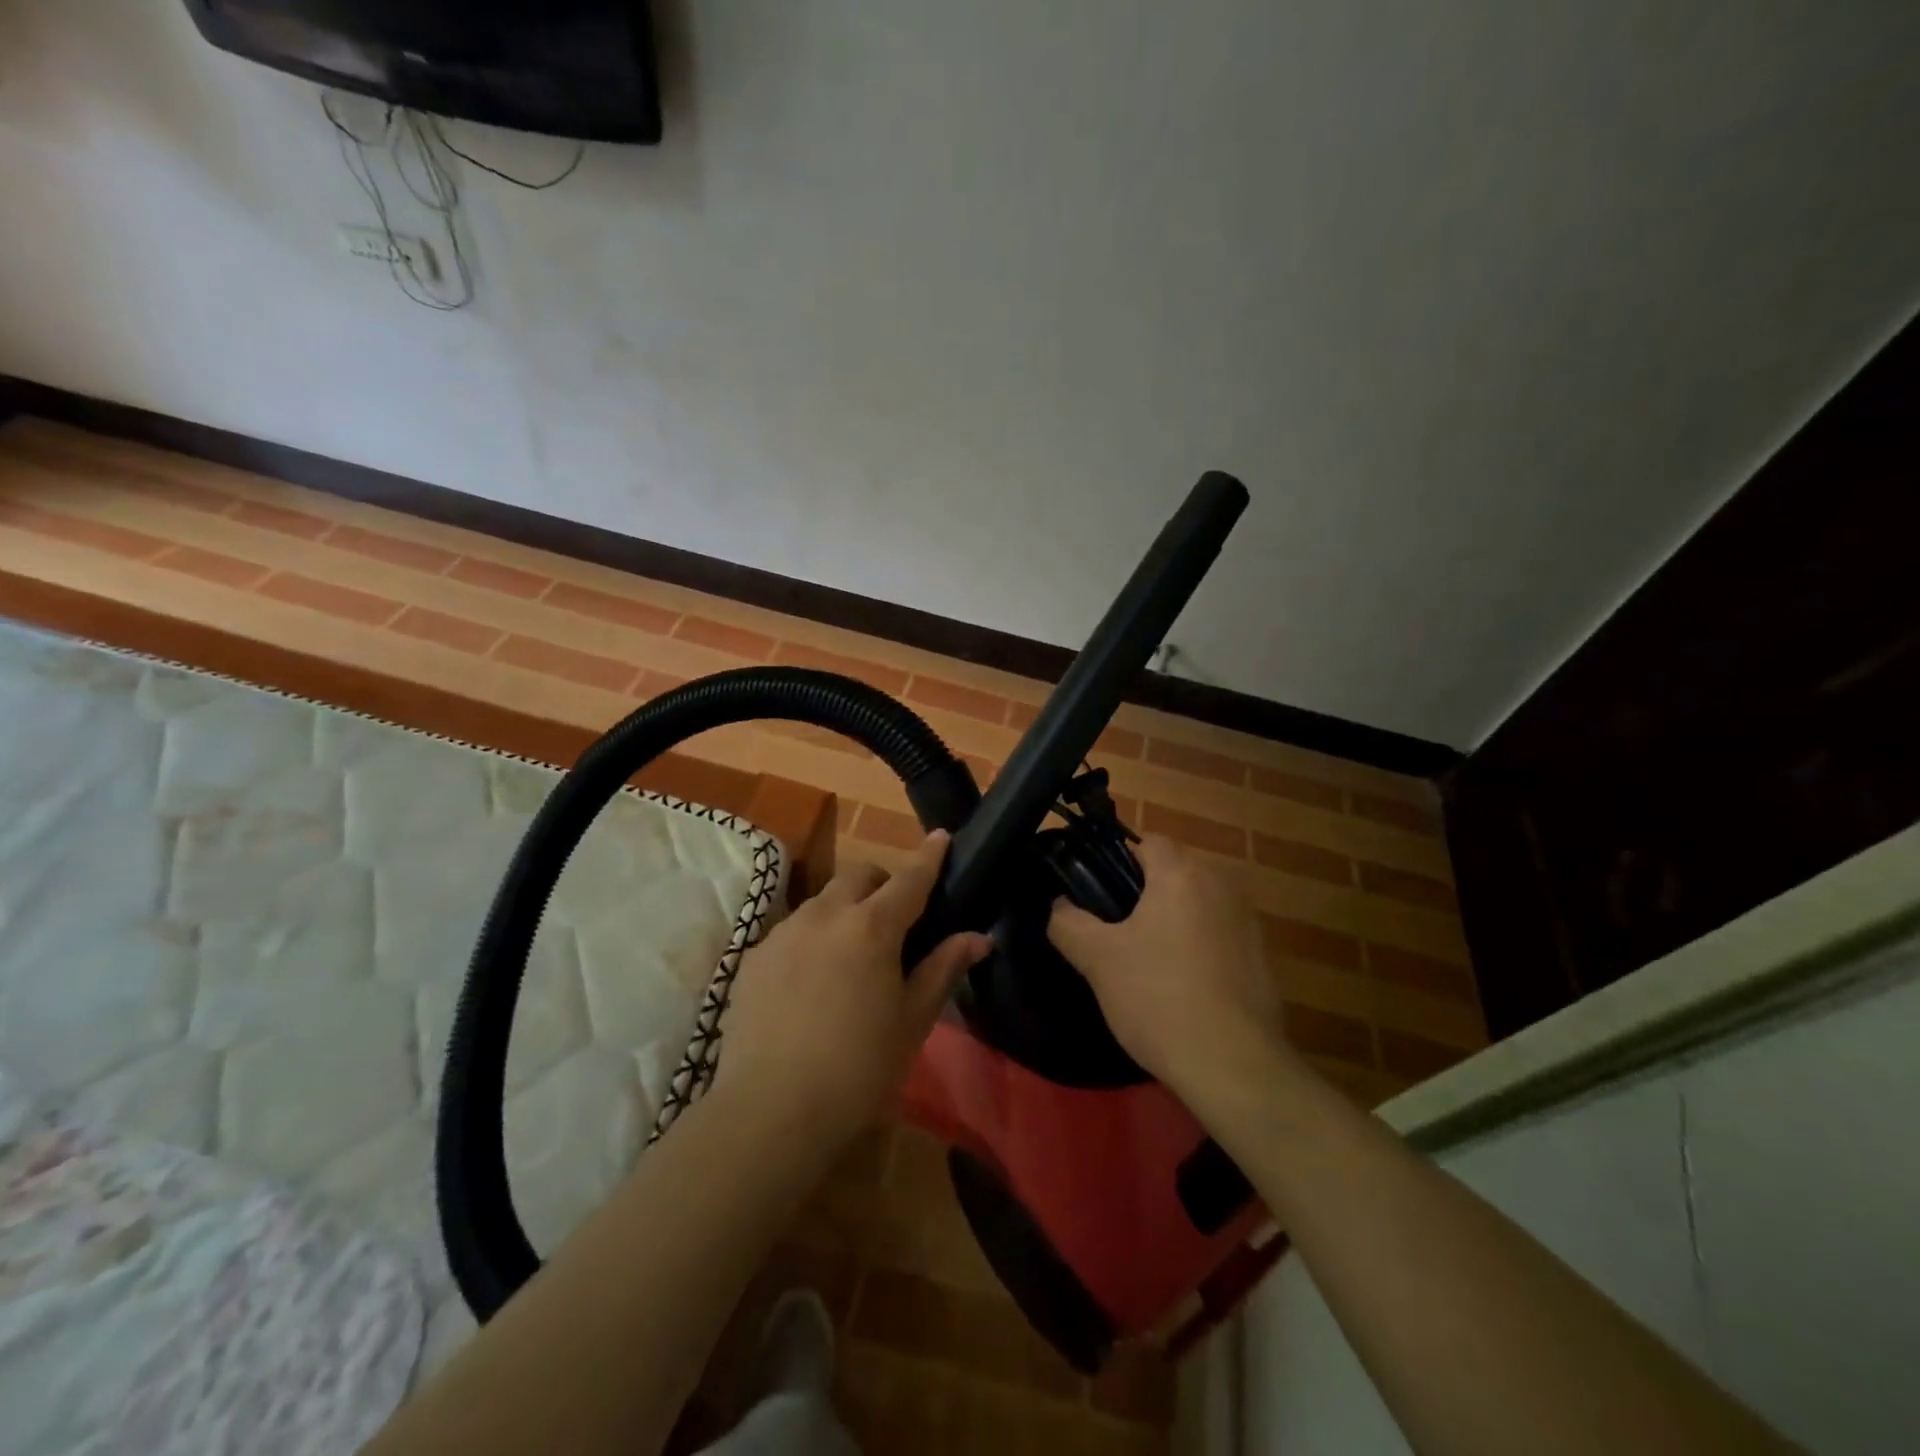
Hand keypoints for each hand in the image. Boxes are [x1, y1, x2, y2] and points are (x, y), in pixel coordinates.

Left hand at [717, 830, 992, 1148]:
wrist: (772, 1112)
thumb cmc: (860, 1068)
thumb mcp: (912, 1020)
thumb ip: (943, 968)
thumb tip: (978, 937)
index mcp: (872, 927)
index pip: (909, 879)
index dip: (929, 857)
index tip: (941, 836)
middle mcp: (825, 916)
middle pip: (859, 875)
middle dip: (881, 883)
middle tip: (895, 920)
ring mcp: (783, 934)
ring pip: (822, 901)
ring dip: (844, 911)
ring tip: (851, 957)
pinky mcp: (754, 959)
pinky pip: (792, 931)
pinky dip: (812, 939)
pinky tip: (811, 984)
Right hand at [1048, 834, 1287, 1098]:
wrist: (1234, 1066)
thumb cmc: (1159, 998)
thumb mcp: (1097, 960)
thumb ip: (1067, 922)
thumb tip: (1059, 905)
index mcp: (1182, 873)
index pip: (1146, 841)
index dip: (1115, 860)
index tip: (1094, 892)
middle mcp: (1222, 884)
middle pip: (1173, 871)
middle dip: (1143, 892)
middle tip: (1112, 929)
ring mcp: (1248, 921)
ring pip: (1196, 903)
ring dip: (1172, 919)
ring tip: (1143, 960)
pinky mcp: (1262, 957)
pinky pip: (1218, 934)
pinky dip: (1197, 946)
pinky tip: (1180, 985)